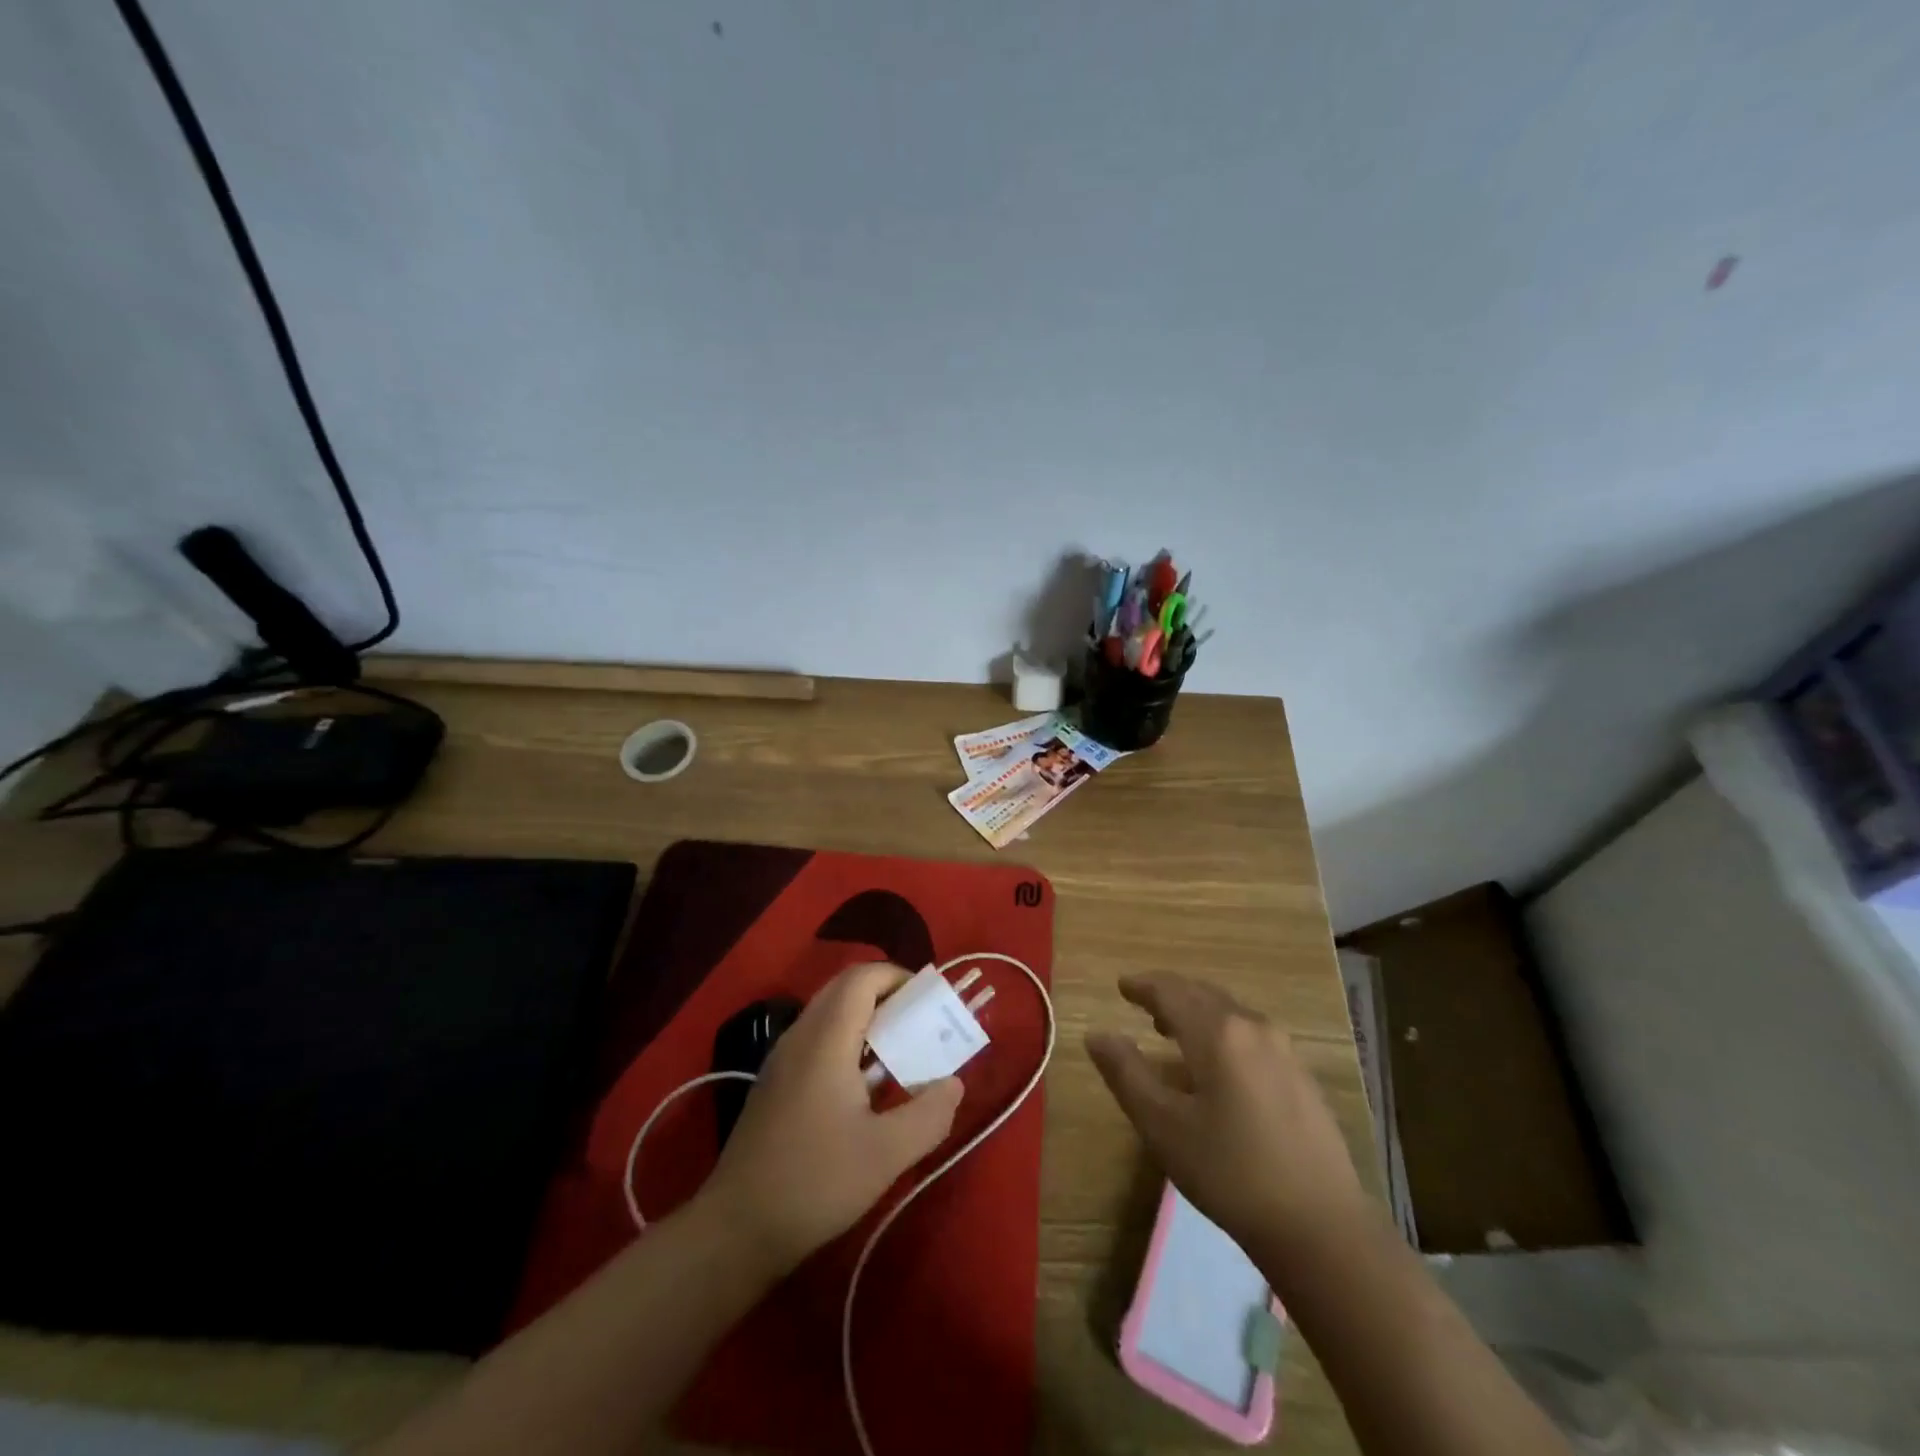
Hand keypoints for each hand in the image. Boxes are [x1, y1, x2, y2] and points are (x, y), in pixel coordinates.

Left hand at [697, 963, 963, 1277]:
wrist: (735, 1230)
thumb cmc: (814, 1183)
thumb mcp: (886, 1155)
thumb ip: (929, 1114)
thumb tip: (954, 1083)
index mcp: (825, 1039)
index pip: (862, 977)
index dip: (899, 977)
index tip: (931, 1002)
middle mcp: (800, 1035)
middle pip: (845, 988)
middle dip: (887, 994)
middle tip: (921, 1024)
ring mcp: (782, 1059)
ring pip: (829, 1013)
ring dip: (867, 1018)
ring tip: (900, 1052)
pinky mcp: (775, 1083)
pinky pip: (817, 1038)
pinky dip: (848, 1040)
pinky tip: (865, 1086)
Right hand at [1086, 972, 1365, 1256]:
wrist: (1321, 1226)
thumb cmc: (1229, 1172)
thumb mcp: (1162, 1126)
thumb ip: (1126, 1073)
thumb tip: (1096, 1034)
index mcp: (1216, 1032)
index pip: (1170, 991)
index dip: (1142, 986)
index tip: (1121, 985)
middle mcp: (1251, 1026)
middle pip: (1202, 994)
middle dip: (1170, 993)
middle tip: (1143, 1002)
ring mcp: (1283, 1049)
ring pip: (1229, 1012)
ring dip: (1197, 1011)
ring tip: (1173, 1029)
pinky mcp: (1301, 1075)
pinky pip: (1250, 1032)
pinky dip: (1222, 1030)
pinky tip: (1217, 1062)